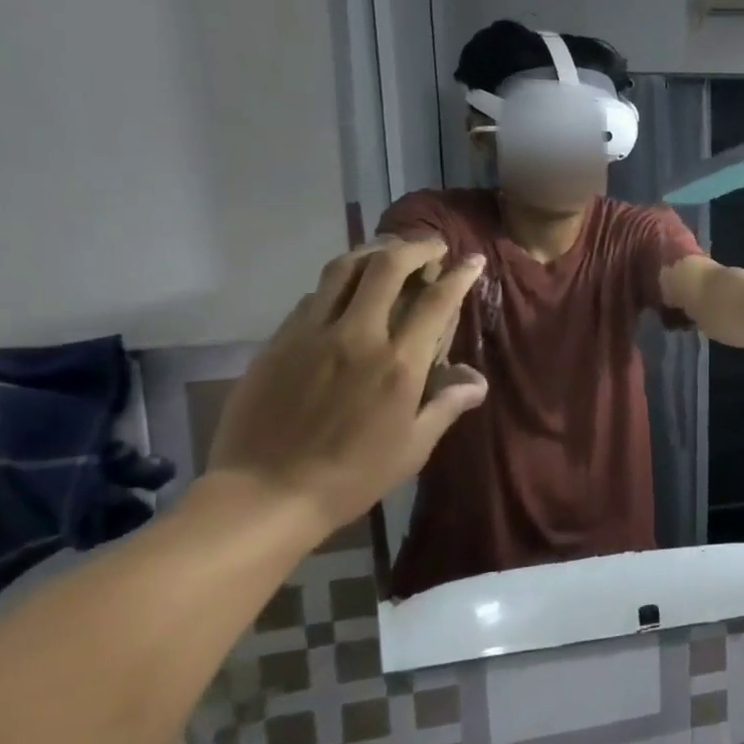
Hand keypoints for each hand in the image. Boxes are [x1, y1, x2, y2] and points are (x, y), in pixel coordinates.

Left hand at [205, 239, 488, 536]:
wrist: (265, 495)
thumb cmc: (351, 476)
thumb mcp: (413, 448)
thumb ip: (446, 405)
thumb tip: (477, 381)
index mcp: (398, 363)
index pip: (437, 301)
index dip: (459, 274)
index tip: (472, 261)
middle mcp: (358, 336)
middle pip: (388, 266)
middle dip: (416, 247)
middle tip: (430, 248)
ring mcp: (312, 334)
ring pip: (344, 269)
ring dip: (372, 252)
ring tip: (388, 253)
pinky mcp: (279, 342)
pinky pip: (313, 296)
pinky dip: (338, 284)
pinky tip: (345, 294)